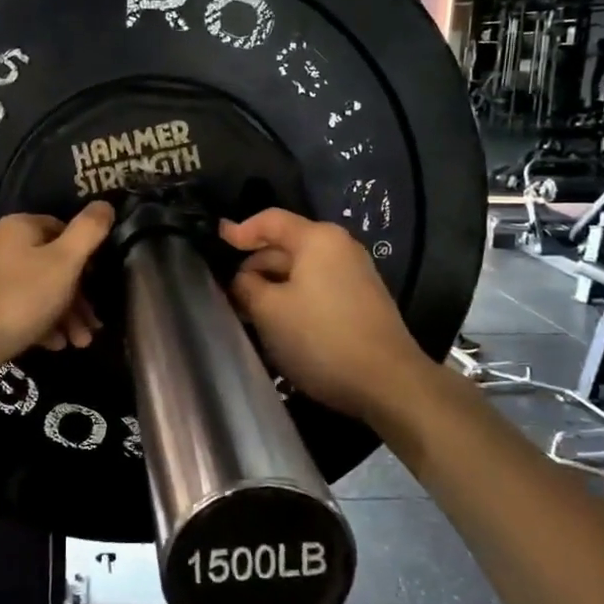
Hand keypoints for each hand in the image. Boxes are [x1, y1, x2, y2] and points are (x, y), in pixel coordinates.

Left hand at [0, 202, 115, 376]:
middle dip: (78, 297)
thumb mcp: (64, 262)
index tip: (101, 285)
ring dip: (64, 315)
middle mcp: (0, 244)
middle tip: (93, 326)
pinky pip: (19, 308)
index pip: (63, 230)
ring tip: (79, 343)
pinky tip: (53, 345)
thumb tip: (105, 204)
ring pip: (38, 290)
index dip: (86, 257)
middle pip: (52, 265)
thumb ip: (88, 232)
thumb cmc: (19, 298)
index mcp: (20, 226)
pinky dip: (40, 323)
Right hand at [220, 209, 432, 421]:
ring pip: (300, 271)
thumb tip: (242, 279)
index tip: (215, 240)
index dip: (240, 229)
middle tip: (226, 290)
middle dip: (254, 265)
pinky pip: (316, 288)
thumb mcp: (269, 310)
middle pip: (286, 245)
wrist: (388, 383)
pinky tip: (277, 323)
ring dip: (272, 286)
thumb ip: (246, 286)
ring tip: (246, 310)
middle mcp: (339, 248)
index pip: (271, 220)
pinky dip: (292, 298)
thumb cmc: (321, 337)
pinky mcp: (360, 301)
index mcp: (318, 239)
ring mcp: (354, 274)